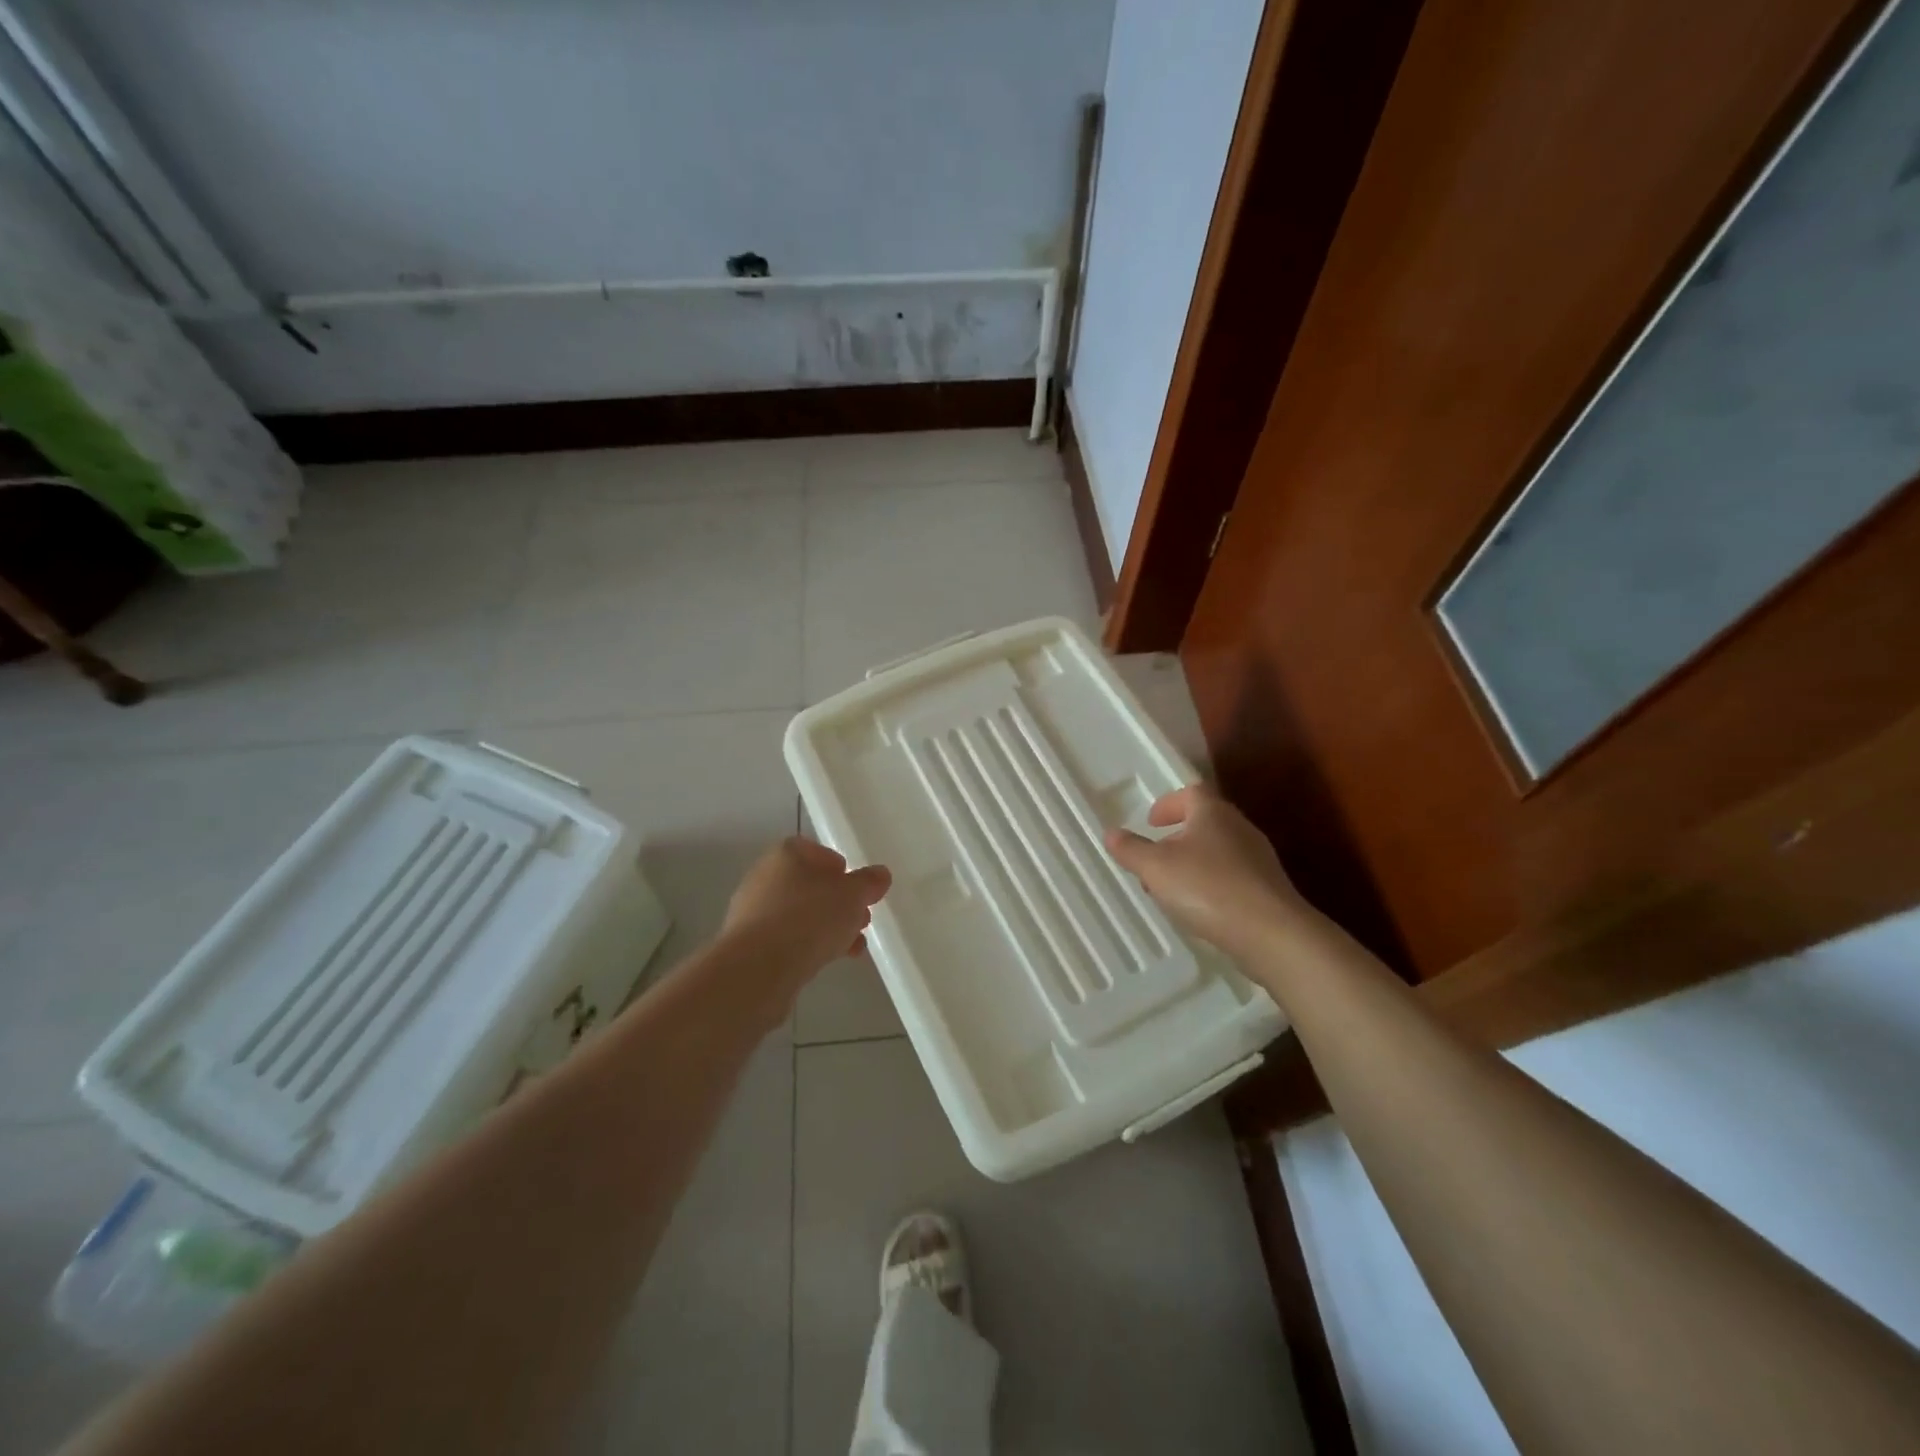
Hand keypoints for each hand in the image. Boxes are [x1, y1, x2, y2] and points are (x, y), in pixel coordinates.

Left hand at [721, 837, 891, 979]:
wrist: (757, 970)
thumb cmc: (808, 919)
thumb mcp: (852, 896)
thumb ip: (869, 882)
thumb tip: (880, 874)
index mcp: (785, 855)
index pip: (816, 851)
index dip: (840, 868)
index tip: (859, 889)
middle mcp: (764, 877)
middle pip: (809, 884)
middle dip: (839, 902)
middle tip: (861, 919)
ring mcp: (753, 913)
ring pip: (800, 914)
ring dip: (827, 927)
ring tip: (853, 946)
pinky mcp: (749, 946)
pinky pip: (787, 939)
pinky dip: (808, 946)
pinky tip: (829, 961)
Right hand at [1105, 785, 1310, 960]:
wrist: (1271, 933)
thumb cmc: (1207, 888)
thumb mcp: (1155, 867)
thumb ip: (1131, 849)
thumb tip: (1110, 833)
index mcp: (1212, 812)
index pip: (1191, 793)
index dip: (1168, 804)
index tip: (1151, 822)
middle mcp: (1239, 828)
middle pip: (1205, 822)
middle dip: (1177, 837)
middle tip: (1154, 858)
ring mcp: (1258, 859)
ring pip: (1218, 851)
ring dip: (1192, 863)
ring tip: (1171, 888)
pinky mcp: (1268, 889)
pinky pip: (1232, 877)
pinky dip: (1211, 884)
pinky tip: (1200, 909)